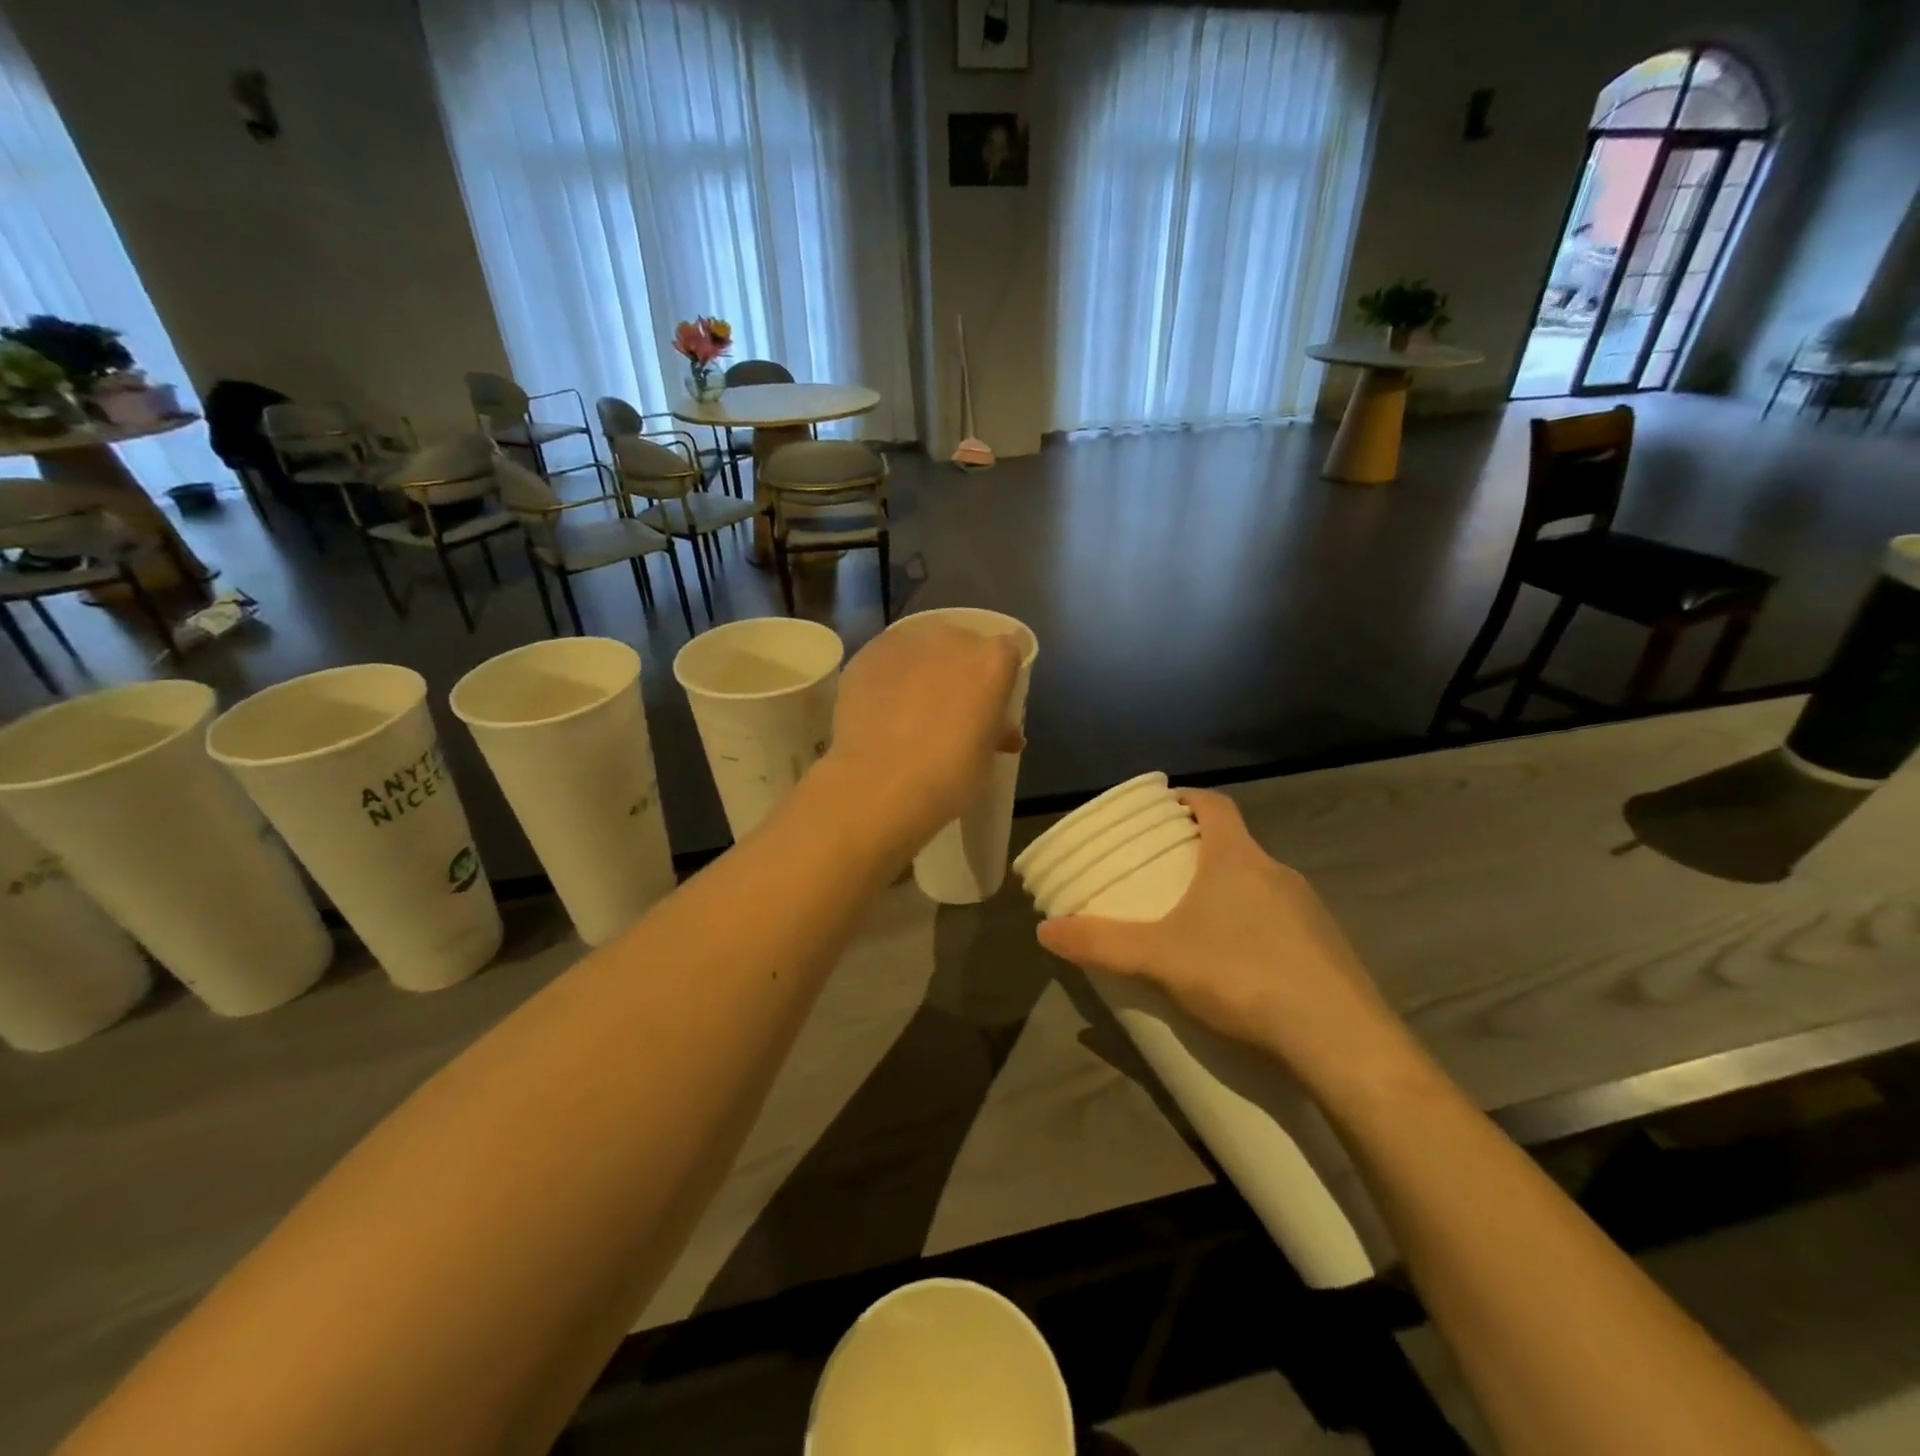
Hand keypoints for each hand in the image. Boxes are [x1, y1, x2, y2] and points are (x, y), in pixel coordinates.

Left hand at [823, 620, 1022, 849]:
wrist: (879, 784)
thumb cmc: (948, 776)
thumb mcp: (986, 757)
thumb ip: (995, 732)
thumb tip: (1000, 732)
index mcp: (992, 660)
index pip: (1008, 651)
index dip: (1000, 676)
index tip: (991, 702)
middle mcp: (951, 639)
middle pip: (963, 642)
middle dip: (960, 667)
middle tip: (950, 705)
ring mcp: (905, 642)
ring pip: (921, 645)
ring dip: (922, 667)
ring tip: (910, 706)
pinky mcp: (866, 654)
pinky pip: (886, 659)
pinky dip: (888, 676)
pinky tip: (880, 707)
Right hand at [1035, 790, 1421, 1096]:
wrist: (1341, 1040)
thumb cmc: (1242, 975)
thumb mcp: (1159, 959)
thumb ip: (1101, 943)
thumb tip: (1044, 931)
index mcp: (1237, 858)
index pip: (1214, 804)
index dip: (1187, 799)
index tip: (1163, 809)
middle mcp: (1277, 871)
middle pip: (1234, 844)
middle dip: (1199, 852)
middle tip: (1163, 874)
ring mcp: (1309, 909)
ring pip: (1259, 884)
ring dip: (1229, 891)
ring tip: (1195, 922)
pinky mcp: (1329, 947)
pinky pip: (1283, 921)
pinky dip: (1256, 927)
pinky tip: (1240, 966)